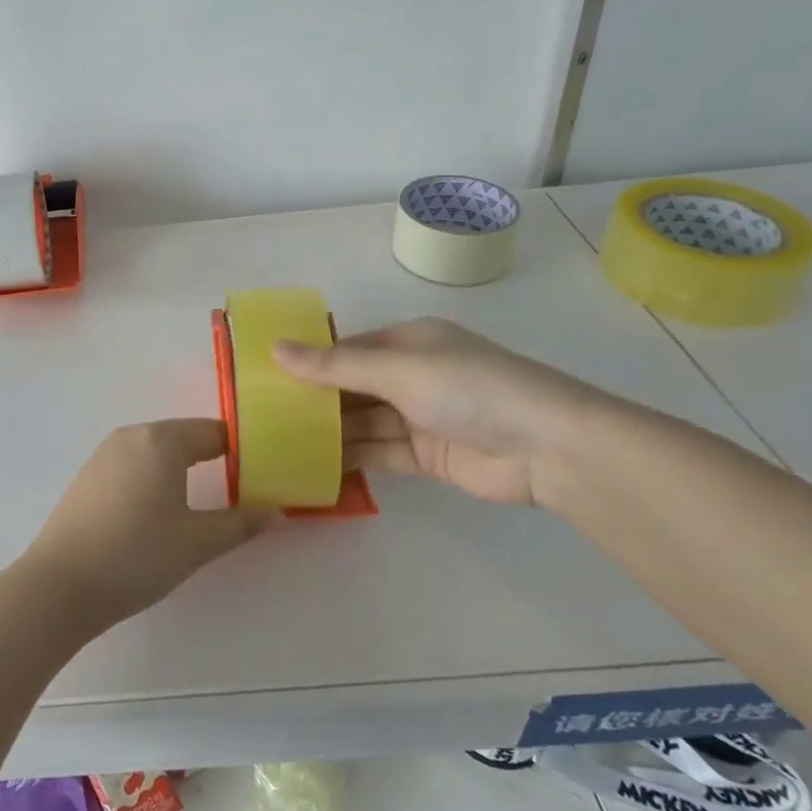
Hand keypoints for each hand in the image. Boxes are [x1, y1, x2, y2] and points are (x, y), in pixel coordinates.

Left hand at [21, 420, 271, 631]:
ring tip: (202, 501)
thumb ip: (240, 524)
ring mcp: (103, 454)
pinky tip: (158, 511)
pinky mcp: (87, 477)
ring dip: (181, 469)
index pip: (213, 432)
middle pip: (183, 437)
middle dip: (212, 458)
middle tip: (239, 489)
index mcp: (161, 440)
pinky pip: (132, 466)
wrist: (60, 585)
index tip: (262, 472)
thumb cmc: (137, 556)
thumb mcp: (197, 543)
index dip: (241, 450)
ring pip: (155, 451)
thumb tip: (277, 512)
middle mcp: (131, 435)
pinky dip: (153, 478)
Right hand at [273, 318, 594, 506]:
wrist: (547, 447)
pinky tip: (315, 468)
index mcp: (409, 343)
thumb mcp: (398, 369)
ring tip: (279, 443)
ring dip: (330, 433)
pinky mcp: (428, 457)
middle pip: (353, 387)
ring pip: (363, 423)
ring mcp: (421, 418)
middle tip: (264, 416)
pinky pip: (380, 454)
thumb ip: (336, 366)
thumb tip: (275, 349)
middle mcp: (413, 376)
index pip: (349, 349)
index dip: (310, 361)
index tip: (266, 376)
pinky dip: (352, 460)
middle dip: (315, 400)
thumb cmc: (469, 388)